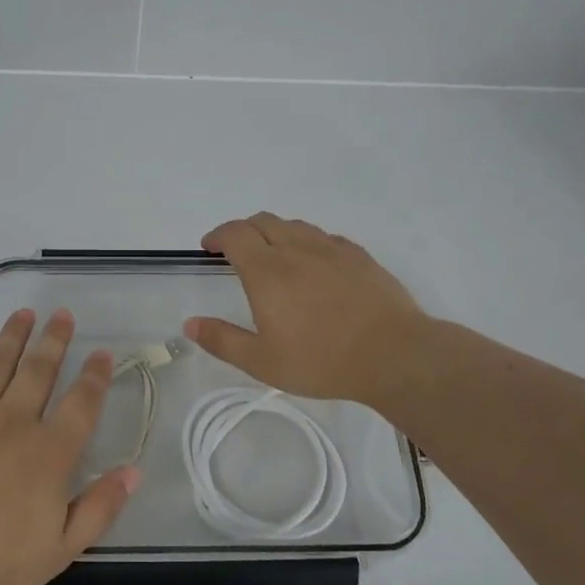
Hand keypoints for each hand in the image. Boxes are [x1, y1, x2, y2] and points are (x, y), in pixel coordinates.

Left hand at [0, 309, 138, 584]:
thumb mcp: (59, 550)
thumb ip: (100, 508)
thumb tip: (133, 471)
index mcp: (48, 454)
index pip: (82, 403)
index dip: (95, 375)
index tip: (102, 353)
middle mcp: (14, 422)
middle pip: (40, 369)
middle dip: (55, 339)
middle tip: (63, 315)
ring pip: (0, 362)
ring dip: (16, 335)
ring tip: (26, 313)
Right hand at [182, 213, 434, 407]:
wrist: (393, 354)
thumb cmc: (321, 360)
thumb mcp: (262, 362)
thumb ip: (222, 340)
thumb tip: (190, 324)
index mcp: (267, 271)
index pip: (234, 234)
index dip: (217, 235)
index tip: (209, 247)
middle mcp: (296, 249)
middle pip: (262, 221)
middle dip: (242, 230)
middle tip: (235, 250)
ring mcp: (331, 249)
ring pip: (294, 225)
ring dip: (274, 232)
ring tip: (272, 254)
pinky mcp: (358, 256)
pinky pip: (324, 237)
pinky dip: (306, 242)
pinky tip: (313, 263)